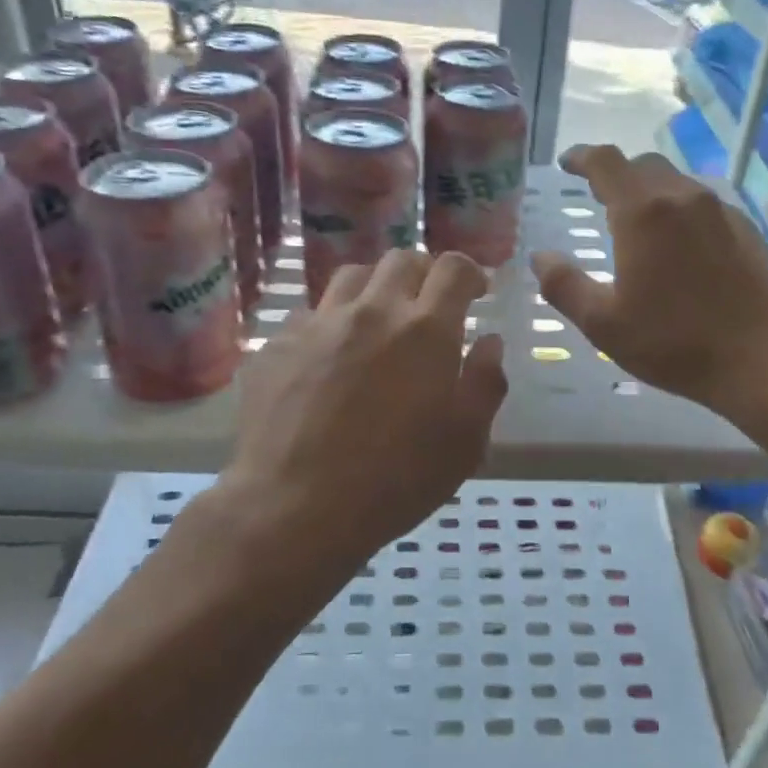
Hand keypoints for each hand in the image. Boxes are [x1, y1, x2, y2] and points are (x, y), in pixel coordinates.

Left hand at [220, 250, 507, 574]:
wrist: (293, 507)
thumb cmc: (394, 480)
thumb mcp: (465, 442)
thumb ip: (485, 383)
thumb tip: (489, 342)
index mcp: (425, 329)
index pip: (453, 268)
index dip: (470, 272)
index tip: (476, 291)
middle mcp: (372, 311)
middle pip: (401, 260)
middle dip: (423, 274)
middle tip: (429, 305)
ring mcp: (319, 324)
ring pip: (352, 276)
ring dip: (375, 288)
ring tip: (378, 320)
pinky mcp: (278, 345)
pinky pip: (310, 315)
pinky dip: (331, 324)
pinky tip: (329, 358)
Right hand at [533, 146, 767, 425]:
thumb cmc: (677, 343)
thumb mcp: (604, 324)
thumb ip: (564, 286)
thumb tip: (540, 257)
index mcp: (643, 212)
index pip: (606, 162)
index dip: (581, 156)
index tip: (566, 163)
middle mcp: (683, 198)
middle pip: (643, 165)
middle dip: (615, 173)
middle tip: (597, 195)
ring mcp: (721, 211)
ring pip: (676, 182)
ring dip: (649, 190)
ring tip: (636, 220)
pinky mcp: (747, 230)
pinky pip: (703, 204)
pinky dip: (679, 210)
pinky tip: (679, 245)